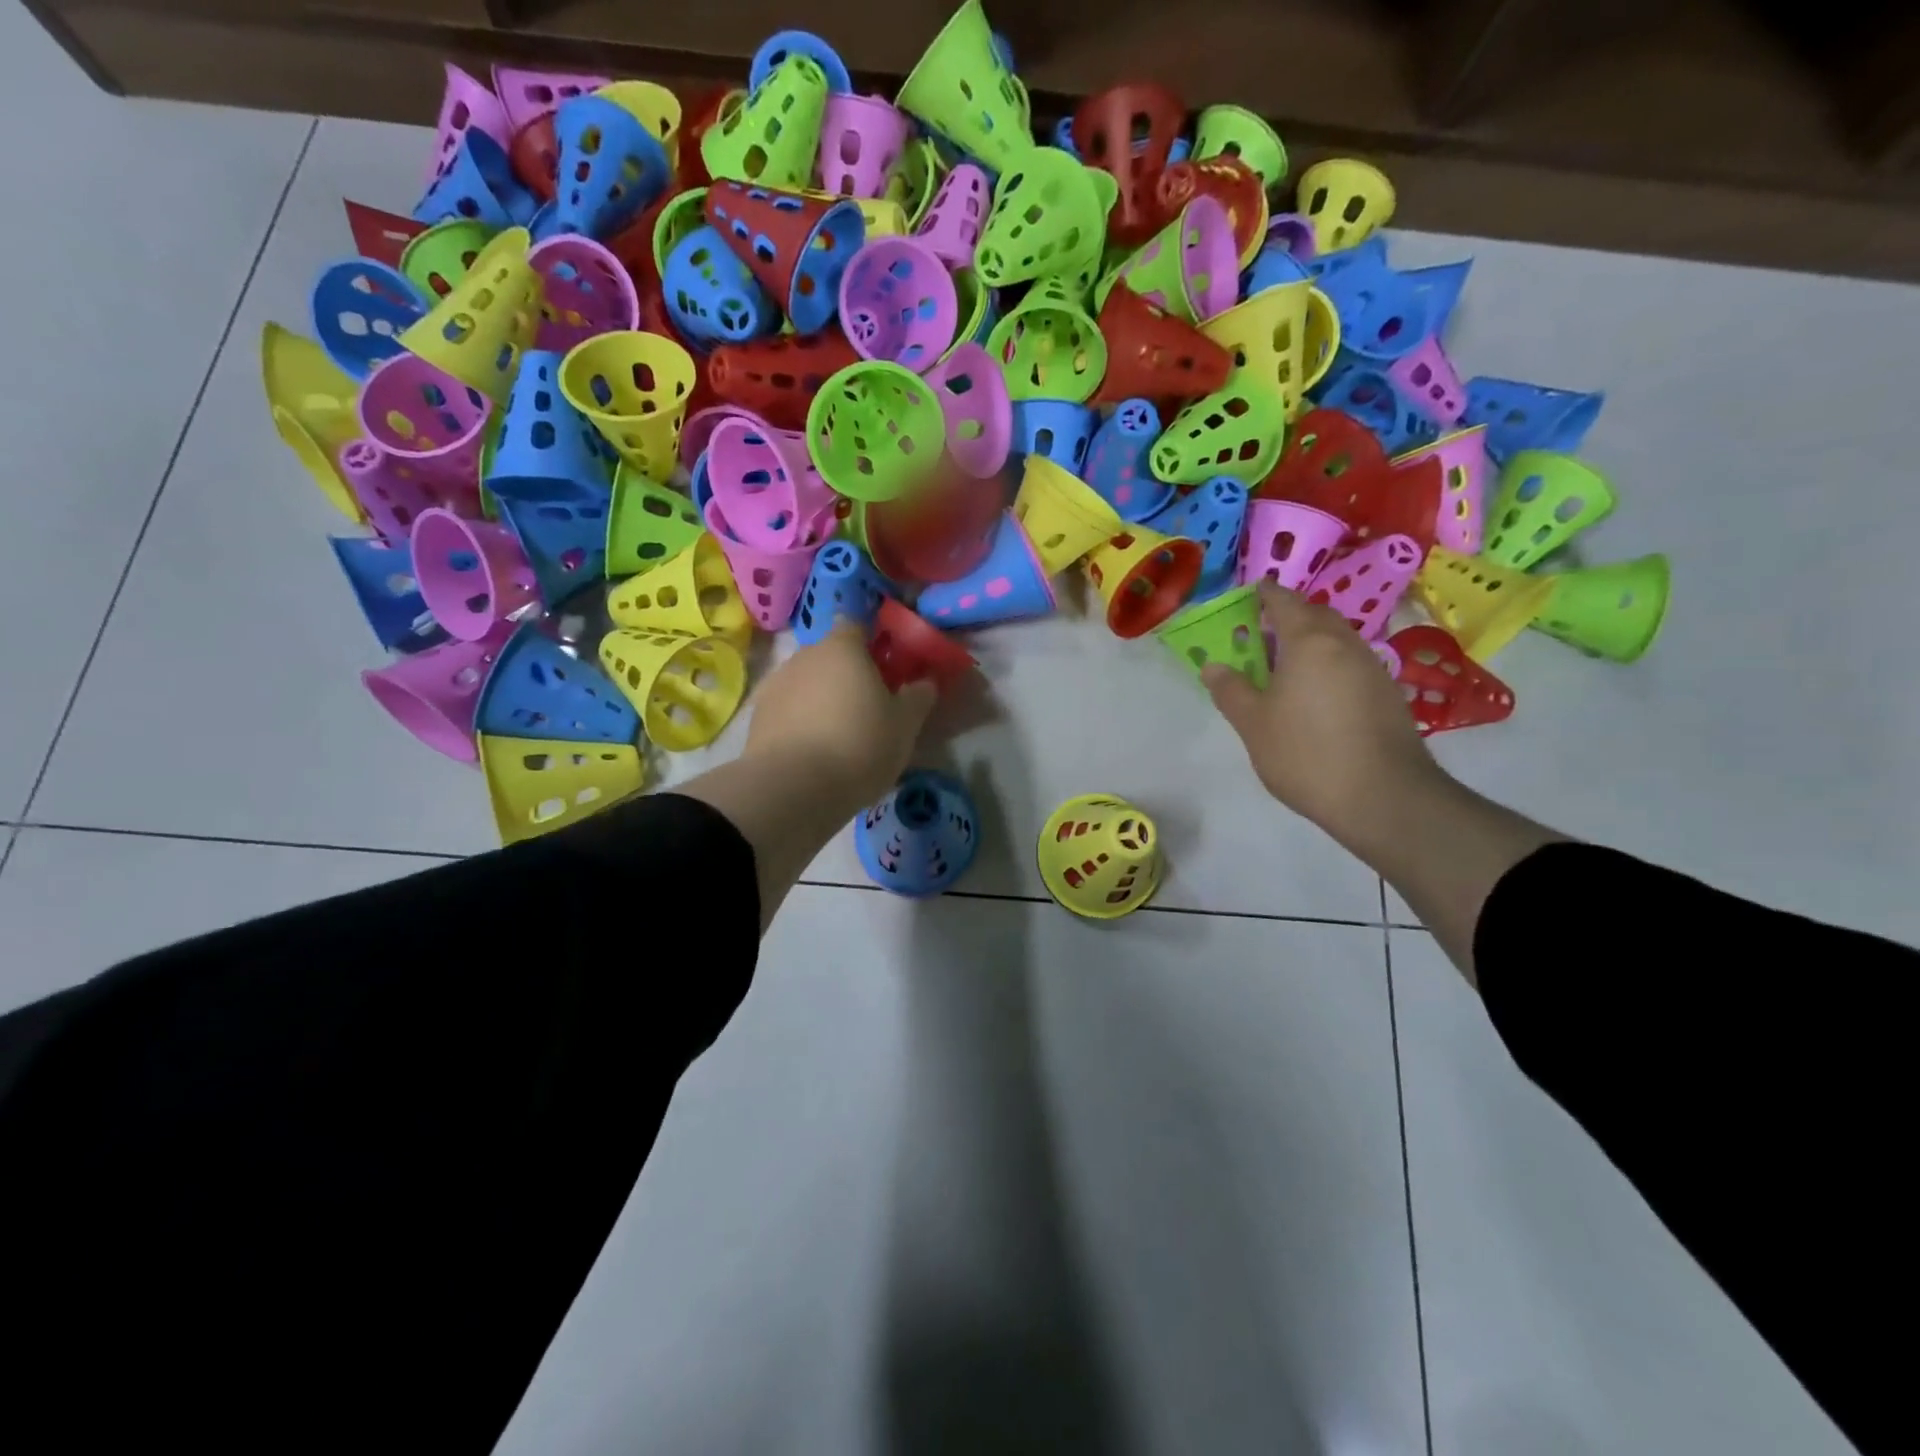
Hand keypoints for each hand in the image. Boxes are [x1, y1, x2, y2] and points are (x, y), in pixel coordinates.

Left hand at [744, 621, 938, 812]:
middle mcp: (805, 656)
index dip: (872, 645)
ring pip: (806, 683)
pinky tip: (812, 751)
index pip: (857, 627)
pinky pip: (787, 710)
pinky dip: (799, 721)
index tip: (886, 670)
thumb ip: (918, 697)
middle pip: (830, 656)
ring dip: (821, 699)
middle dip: (846, 675)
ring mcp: (775, 684)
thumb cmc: (859, 746)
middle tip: (868, 707)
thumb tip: (924, 683)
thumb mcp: (905, 726)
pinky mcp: (757, 716)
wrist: (793, 788)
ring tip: (838, 735)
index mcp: (843, 647)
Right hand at [1202, 581, 1441, 848]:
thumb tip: (1213, 666)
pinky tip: (1315, 694)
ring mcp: (1373, 668)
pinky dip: (1329, 666)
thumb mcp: (1253, 724)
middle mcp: (1345, 645)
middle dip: (1289, 616)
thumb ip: (1231, 690)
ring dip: (1311, 643)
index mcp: (1309, 642)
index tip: (1249, 594)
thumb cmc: (1306, 753)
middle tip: (1262, 632)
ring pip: (1337, 641)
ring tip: (1285, 665)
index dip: (1265, 595)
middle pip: (1315, 616)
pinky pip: (1351, 664)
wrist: (1383, 797)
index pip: (1284, 602)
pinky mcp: (1388, 694)